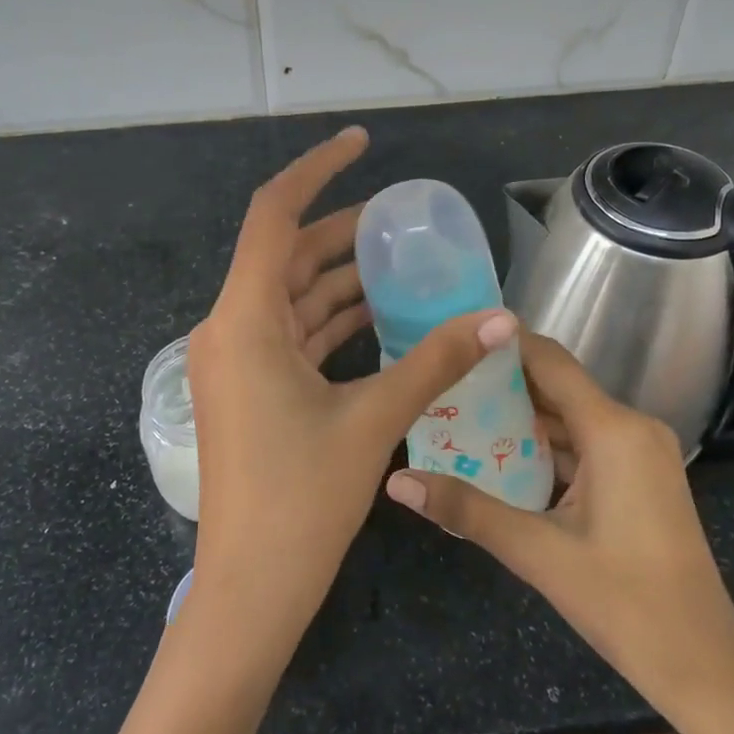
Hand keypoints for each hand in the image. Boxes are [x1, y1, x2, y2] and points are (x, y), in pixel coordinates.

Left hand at [188, 125, 515, 636]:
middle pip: (286, 255)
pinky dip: (329, 320)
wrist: (249, 590)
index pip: (273, 215)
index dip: (316, 170)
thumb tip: (504, 319)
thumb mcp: (373, 421)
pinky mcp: (247, 388)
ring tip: (400, 266)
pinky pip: (289, 334)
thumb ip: (437, 362)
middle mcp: (228, 328)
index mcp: (244, 320)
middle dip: (342, 233)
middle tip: (401, 222)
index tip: (360, 142)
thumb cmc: (303, 501)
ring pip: (289, 296)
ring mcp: (234, 360)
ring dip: (339, 279)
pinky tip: (378, 318)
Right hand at [384, 333, 733, 712]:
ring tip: (457, 412)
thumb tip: (397, 482)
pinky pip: (585, 443)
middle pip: (558, 385)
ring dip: (520, 416)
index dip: (502, 344)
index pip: (549, 361)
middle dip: (501, 382)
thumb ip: (466, 509)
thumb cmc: (625, 604)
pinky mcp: (640, 476)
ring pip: (570, 416)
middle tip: (442, 379)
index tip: (451, 337)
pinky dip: (545, 445)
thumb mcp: (537, 552)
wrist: (704, 666)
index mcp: (614, 430)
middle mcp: (632, 427)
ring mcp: (641, 452)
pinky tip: (499, 455)